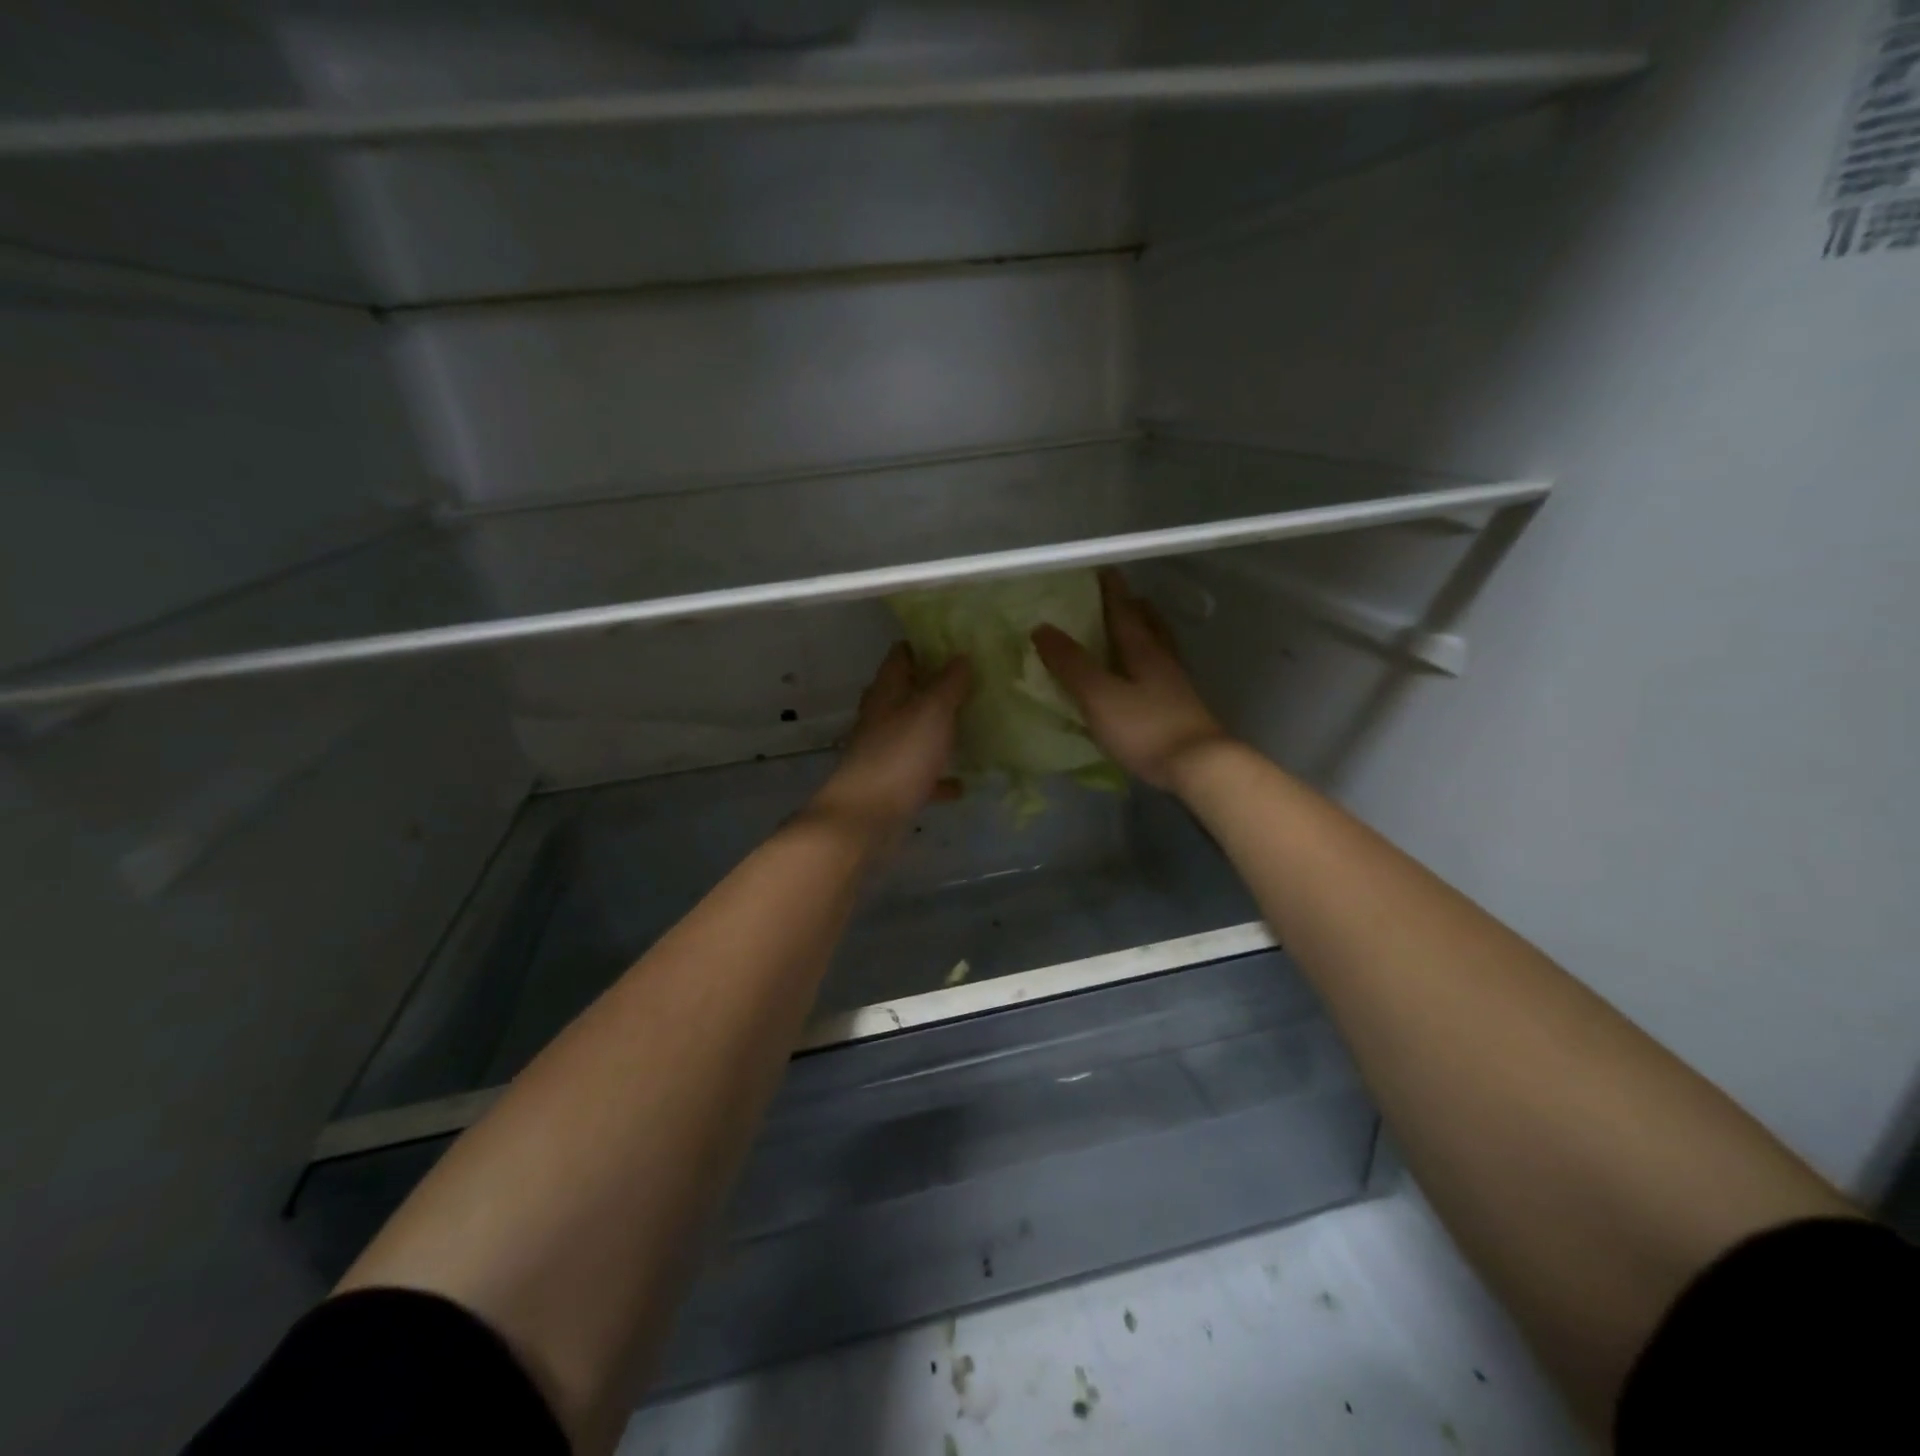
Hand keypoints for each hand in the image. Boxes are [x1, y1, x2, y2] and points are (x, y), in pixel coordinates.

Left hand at [810, 643, 972, 830]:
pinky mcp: (892, 785)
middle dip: (935, 687)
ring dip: (937, 730)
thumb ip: (948, 683)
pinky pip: (921, 775)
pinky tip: (962, 783)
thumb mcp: (932, 711)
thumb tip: (961, 655)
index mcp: (887, 692)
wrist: (865, 818)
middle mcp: (881, 718)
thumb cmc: (899, 756)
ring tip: (972, 725)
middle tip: (972, 681)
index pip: (901, 655)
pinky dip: (938, 776)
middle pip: (907, 693)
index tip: (956, 641)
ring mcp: (884, 752)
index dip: (924, 644)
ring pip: (914, 733)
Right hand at [1032, 568, 1229, 790]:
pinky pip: (1161, 672)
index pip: (1124, 611)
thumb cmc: (1145, 727)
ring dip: (1146, 632)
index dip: (1112, 591)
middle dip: (1134, 607)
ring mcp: (1175, 685)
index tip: (1102, 571)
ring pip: (1159, 647)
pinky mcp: (1181, 708)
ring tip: (1133, 628)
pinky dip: (1149, 662)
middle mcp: (1162, 660)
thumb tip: (1041, 628)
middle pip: (1149, 624)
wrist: (1198, 766)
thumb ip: (1071, 663)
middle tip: (1121, 597)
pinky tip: (1142, 676)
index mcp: (1143, 650)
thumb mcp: (1098, 695)